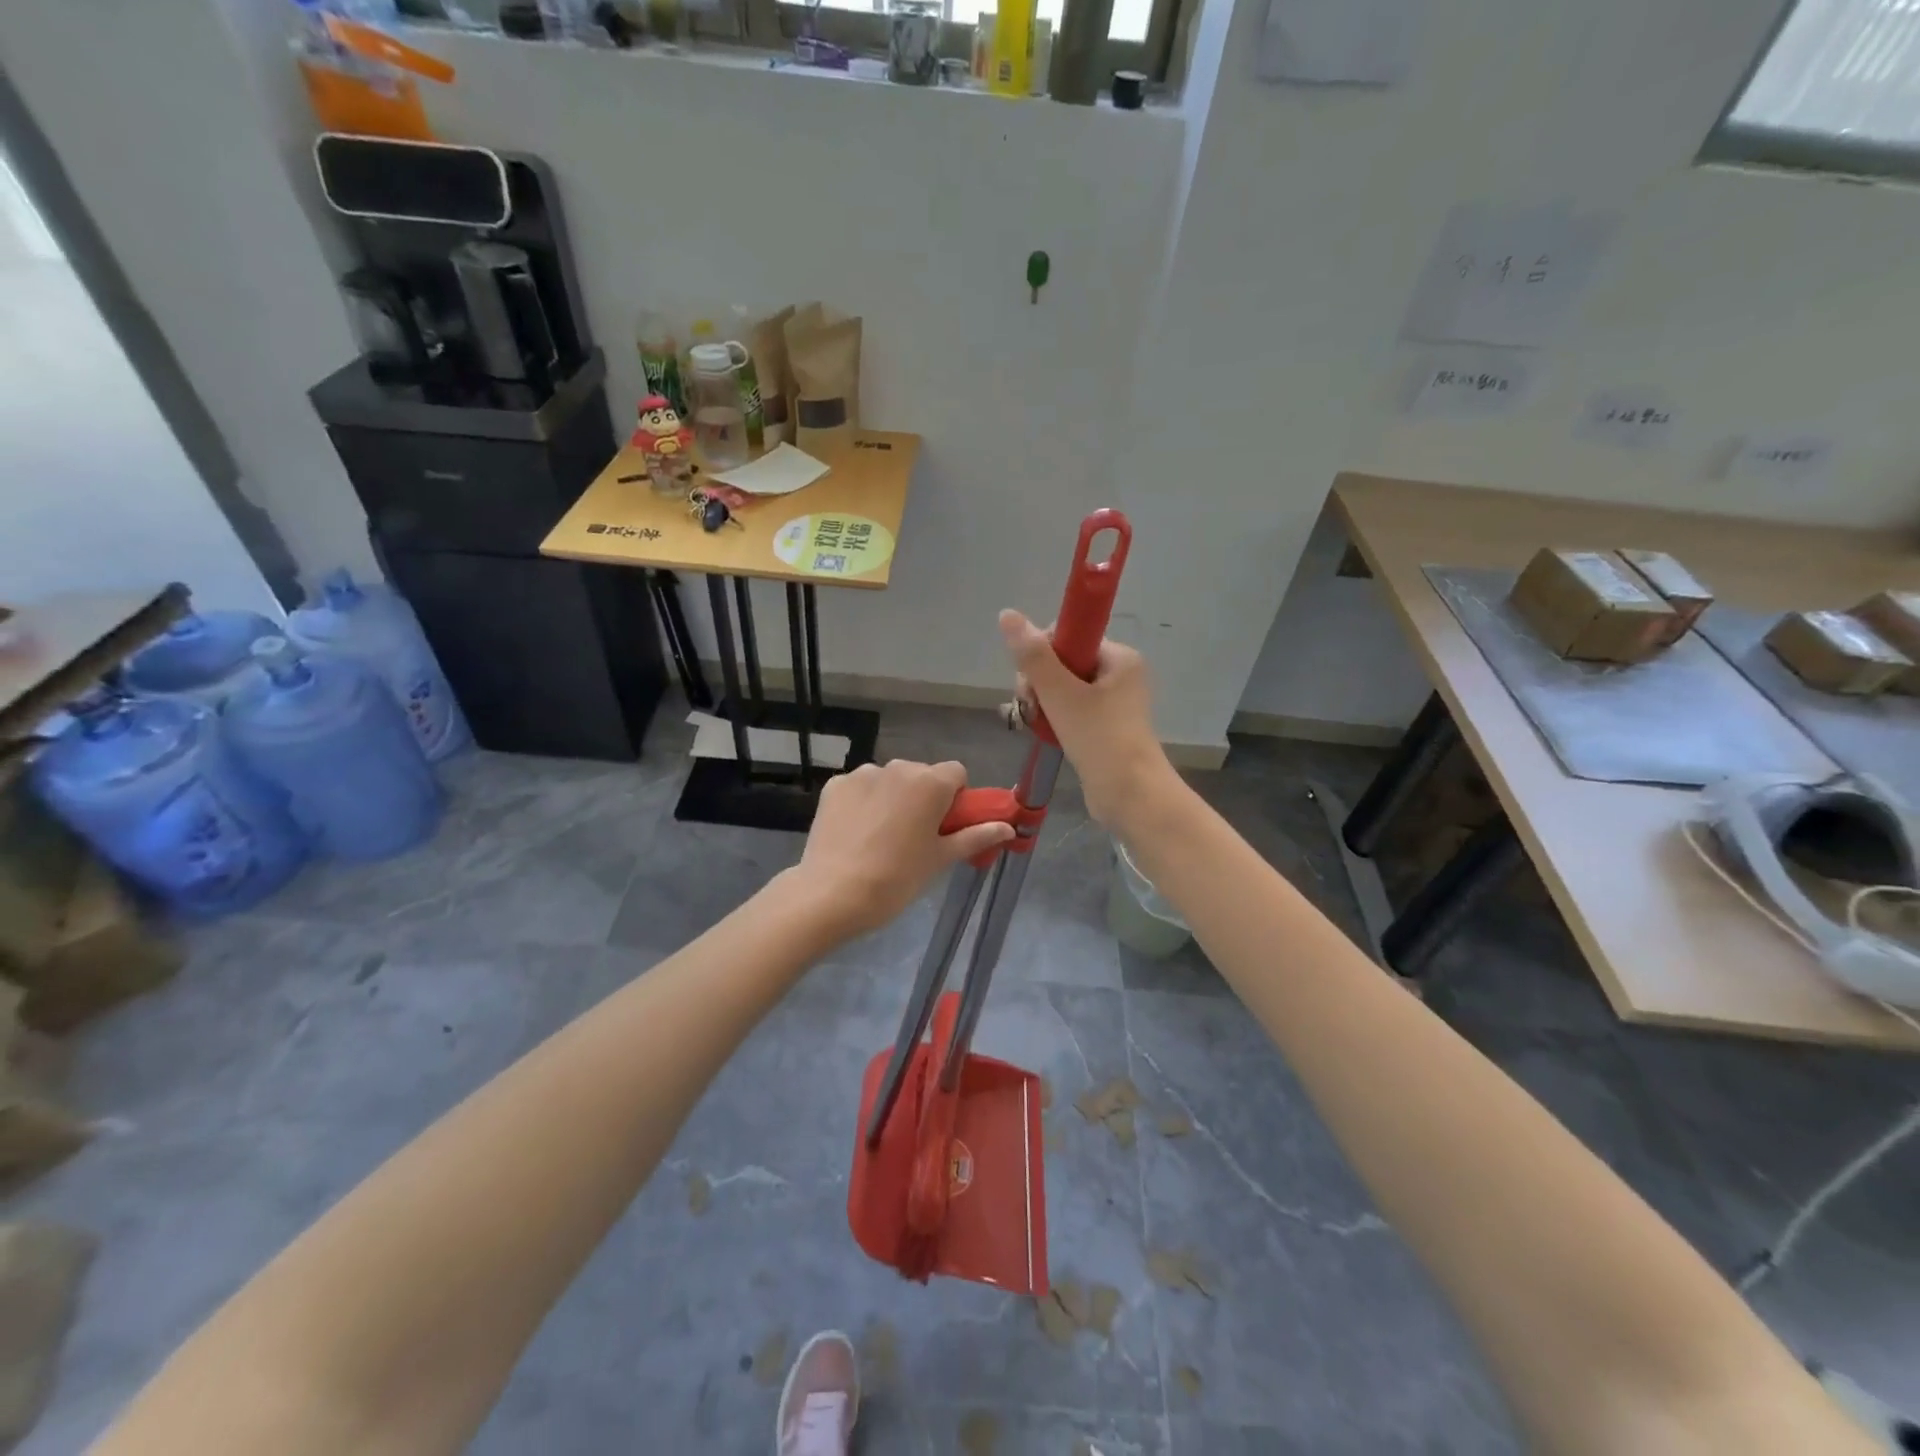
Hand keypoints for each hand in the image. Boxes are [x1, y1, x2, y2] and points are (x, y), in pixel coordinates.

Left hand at [792, 760, 1014, 938]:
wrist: (833, 894)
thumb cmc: (897, 878)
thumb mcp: (941, 859)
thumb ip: (976, 836)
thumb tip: (1008, 828)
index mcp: (930, 782)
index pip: (956, 773)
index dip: (955, 798)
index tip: (945, 826)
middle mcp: (898, 767)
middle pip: (922, 775)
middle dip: (923, 798)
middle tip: (915, 837)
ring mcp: (862, 774)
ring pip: (889, 780)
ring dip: (892, 798)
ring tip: (880, 838)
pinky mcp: (834, 785)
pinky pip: (859, 788)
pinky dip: (863, 803)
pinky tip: (855, 834)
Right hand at [999, 609, 1169, 827]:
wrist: (1130, 795)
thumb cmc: (1099, 738)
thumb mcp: (1060, 693)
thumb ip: (1033, 655)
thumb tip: (1007, 614)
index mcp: (1118, 657)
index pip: (1068, 637)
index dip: (1041, 655)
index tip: (1029, 682)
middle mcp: (1119, 674)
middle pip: (1061, 663)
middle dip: (1037, 684)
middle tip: (1030, 709)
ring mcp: (1113, 703)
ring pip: (1061, 690)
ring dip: (1041, 704)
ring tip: (1034, 725)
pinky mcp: (1104, 728)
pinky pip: (1069, 712)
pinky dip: (1052, 720)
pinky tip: (1041, 733)